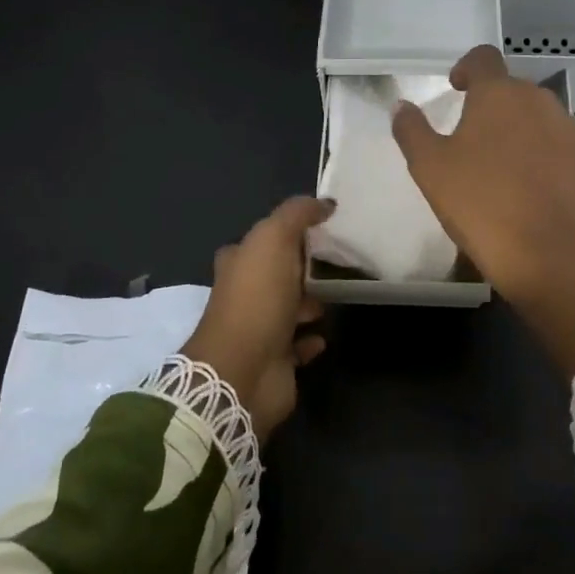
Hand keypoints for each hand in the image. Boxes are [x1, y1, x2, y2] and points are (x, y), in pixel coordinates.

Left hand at [180, 196, 332, 441]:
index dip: (286, 234)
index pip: (260, 242)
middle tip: (335, 264)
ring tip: (336, 298)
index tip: (319, 230)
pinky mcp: (275, 361)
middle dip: (300, 270)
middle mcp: (244, 296)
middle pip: (275, 276)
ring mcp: (258, 331)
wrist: (243, 370)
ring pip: (289, 310)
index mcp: (238, 264)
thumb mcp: (274, 239)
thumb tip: (324, 203)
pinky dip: (311, 340)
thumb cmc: (257, 299)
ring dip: (309, 304)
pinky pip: (298, 346)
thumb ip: (297, 215)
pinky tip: (324, 335)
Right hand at [392, 46, 574, 375]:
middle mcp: (540, 102)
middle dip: (493, 106)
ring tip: (503, 168)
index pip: (484, 58)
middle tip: (472, 140)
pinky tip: (531, 190)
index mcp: (499, 94)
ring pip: (539, 119)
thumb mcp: (429, 168)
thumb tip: (402, 106)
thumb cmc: (480, 204)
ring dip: (520, 131)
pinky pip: (560, 148)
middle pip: (513, 90)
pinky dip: (544, 157)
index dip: (467, 67)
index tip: (457, 87)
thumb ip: (411, 130)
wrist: (548, 255)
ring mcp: (571, 132)